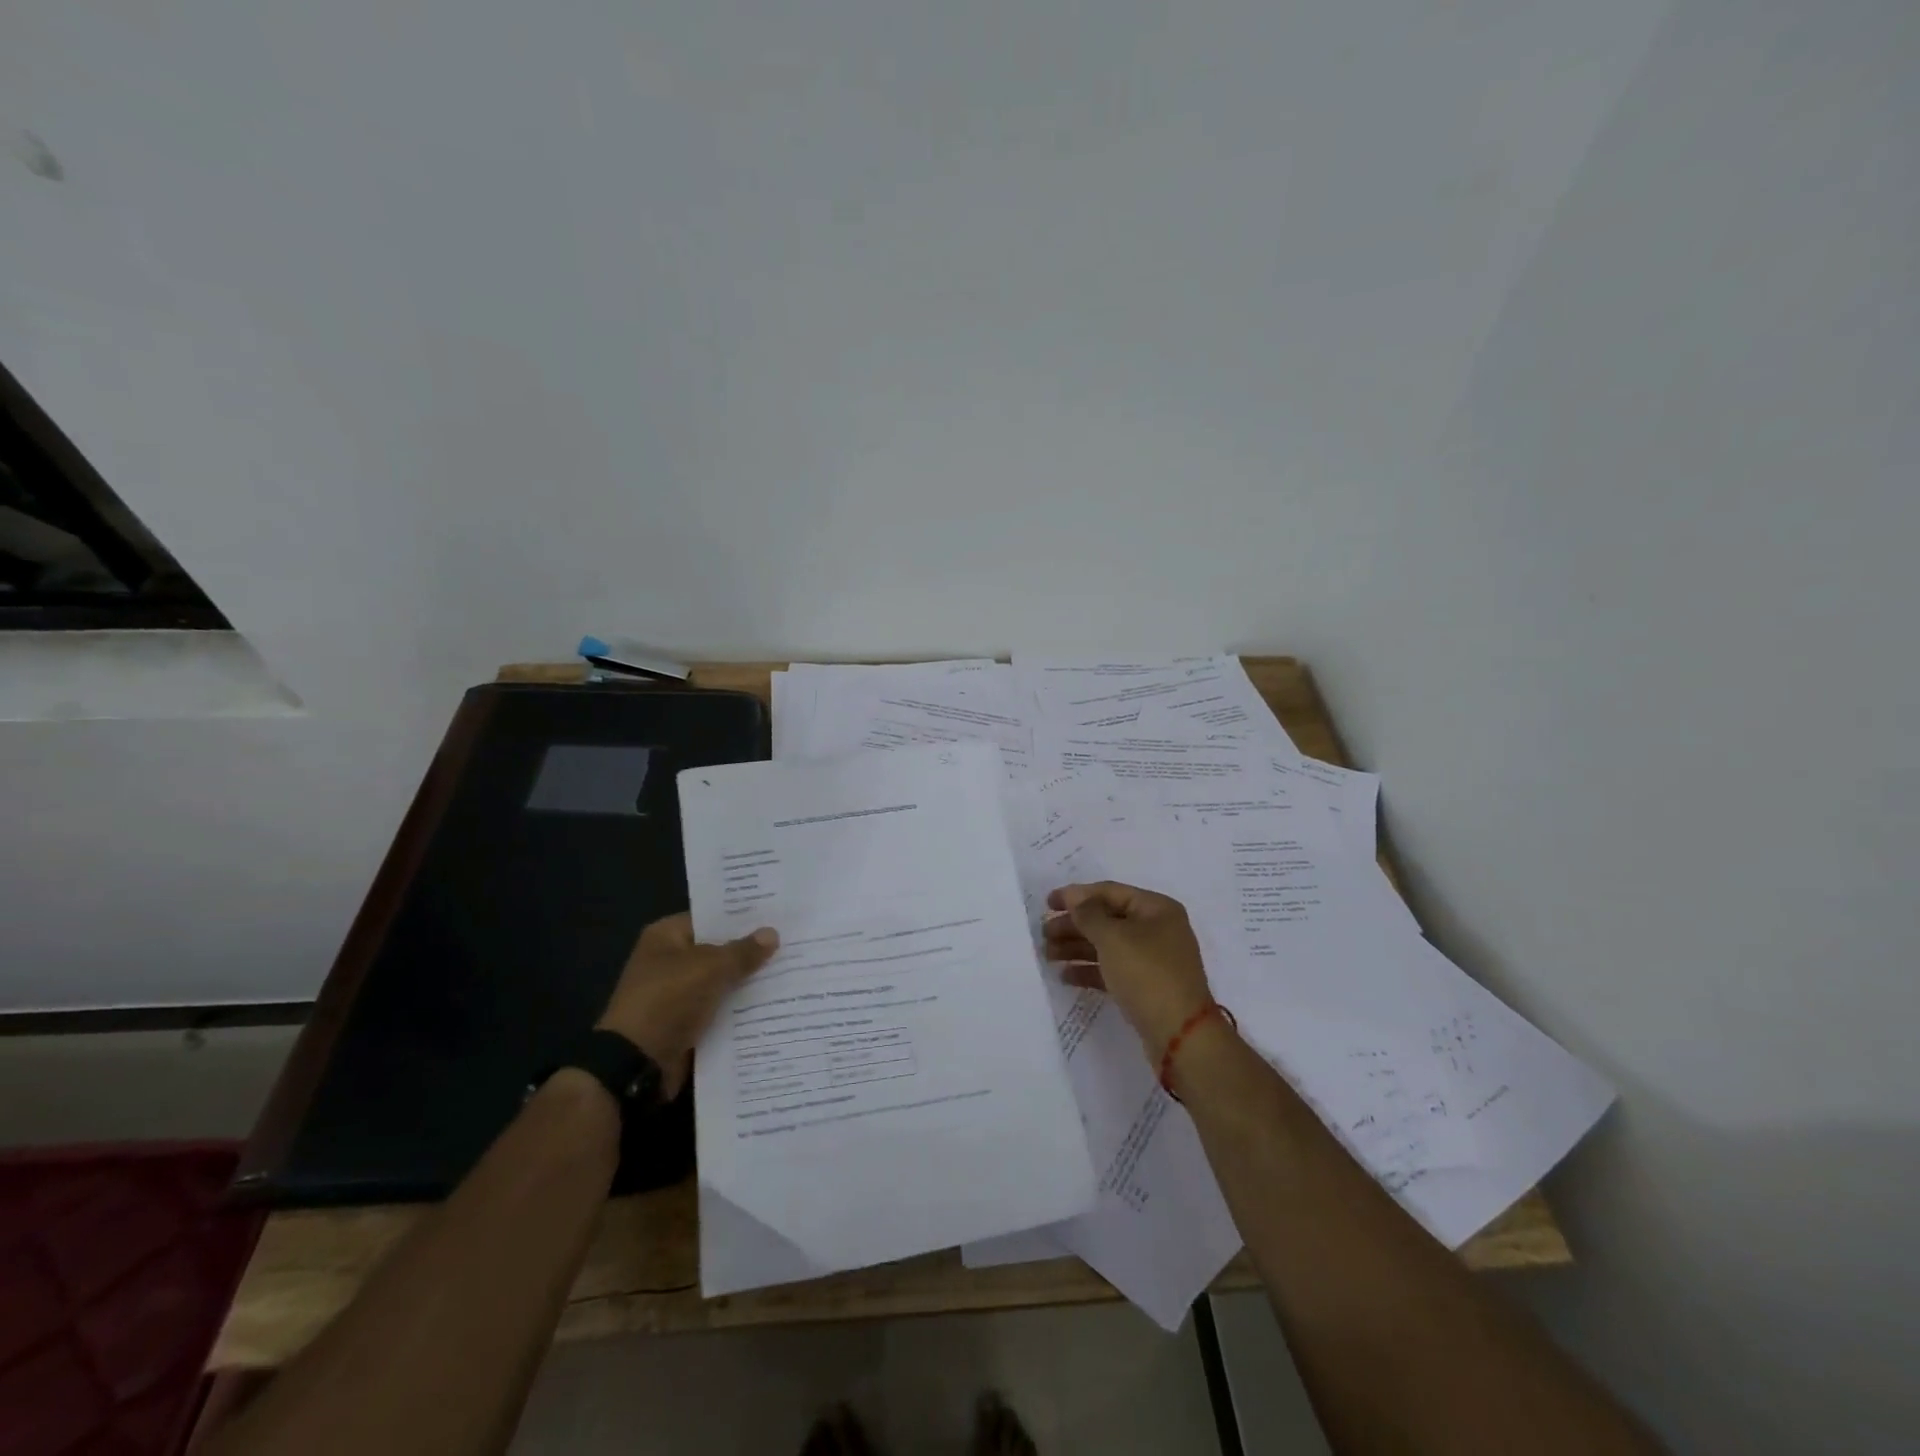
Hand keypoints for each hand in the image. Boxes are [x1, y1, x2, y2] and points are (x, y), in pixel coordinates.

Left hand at [597, 914, 778, 1096]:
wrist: (636, 1064)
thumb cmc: (668, 1001)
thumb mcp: (710, 969)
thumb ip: (742, 951)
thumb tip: (771, 933)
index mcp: (666, 936)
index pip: (711, 918)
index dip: (742, 917)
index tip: (776, 916)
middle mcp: (669, 960)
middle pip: (718, 950)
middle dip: (750, 951)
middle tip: (791, 943)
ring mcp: (676, 994)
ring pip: (721, 981)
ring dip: (747, 982)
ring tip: (791, 971)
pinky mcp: (685, 1022)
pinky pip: (718, 1009)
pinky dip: (739, 1009)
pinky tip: (773, 1004)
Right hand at [1043, 882, 1216, 1057]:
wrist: (1180, 1035)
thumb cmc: (1147, 974)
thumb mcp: (1113, 938)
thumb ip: (1088, 914)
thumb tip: (1075, 899)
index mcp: (1156, 909)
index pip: (1110, 892)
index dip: (1077, 895)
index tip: (1047, 903)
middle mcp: (1157, 929)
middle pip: (1107, 919)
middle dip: (1074, 924)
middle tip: (1043, 933)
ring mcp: (1153, 960)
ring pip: (1108, 945)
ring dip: (1077, 947)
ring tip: (1047, 954)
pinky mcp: (1146, 987)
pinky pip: (1112, 970)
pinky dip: (1089, 970)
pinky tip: (1065, 976)